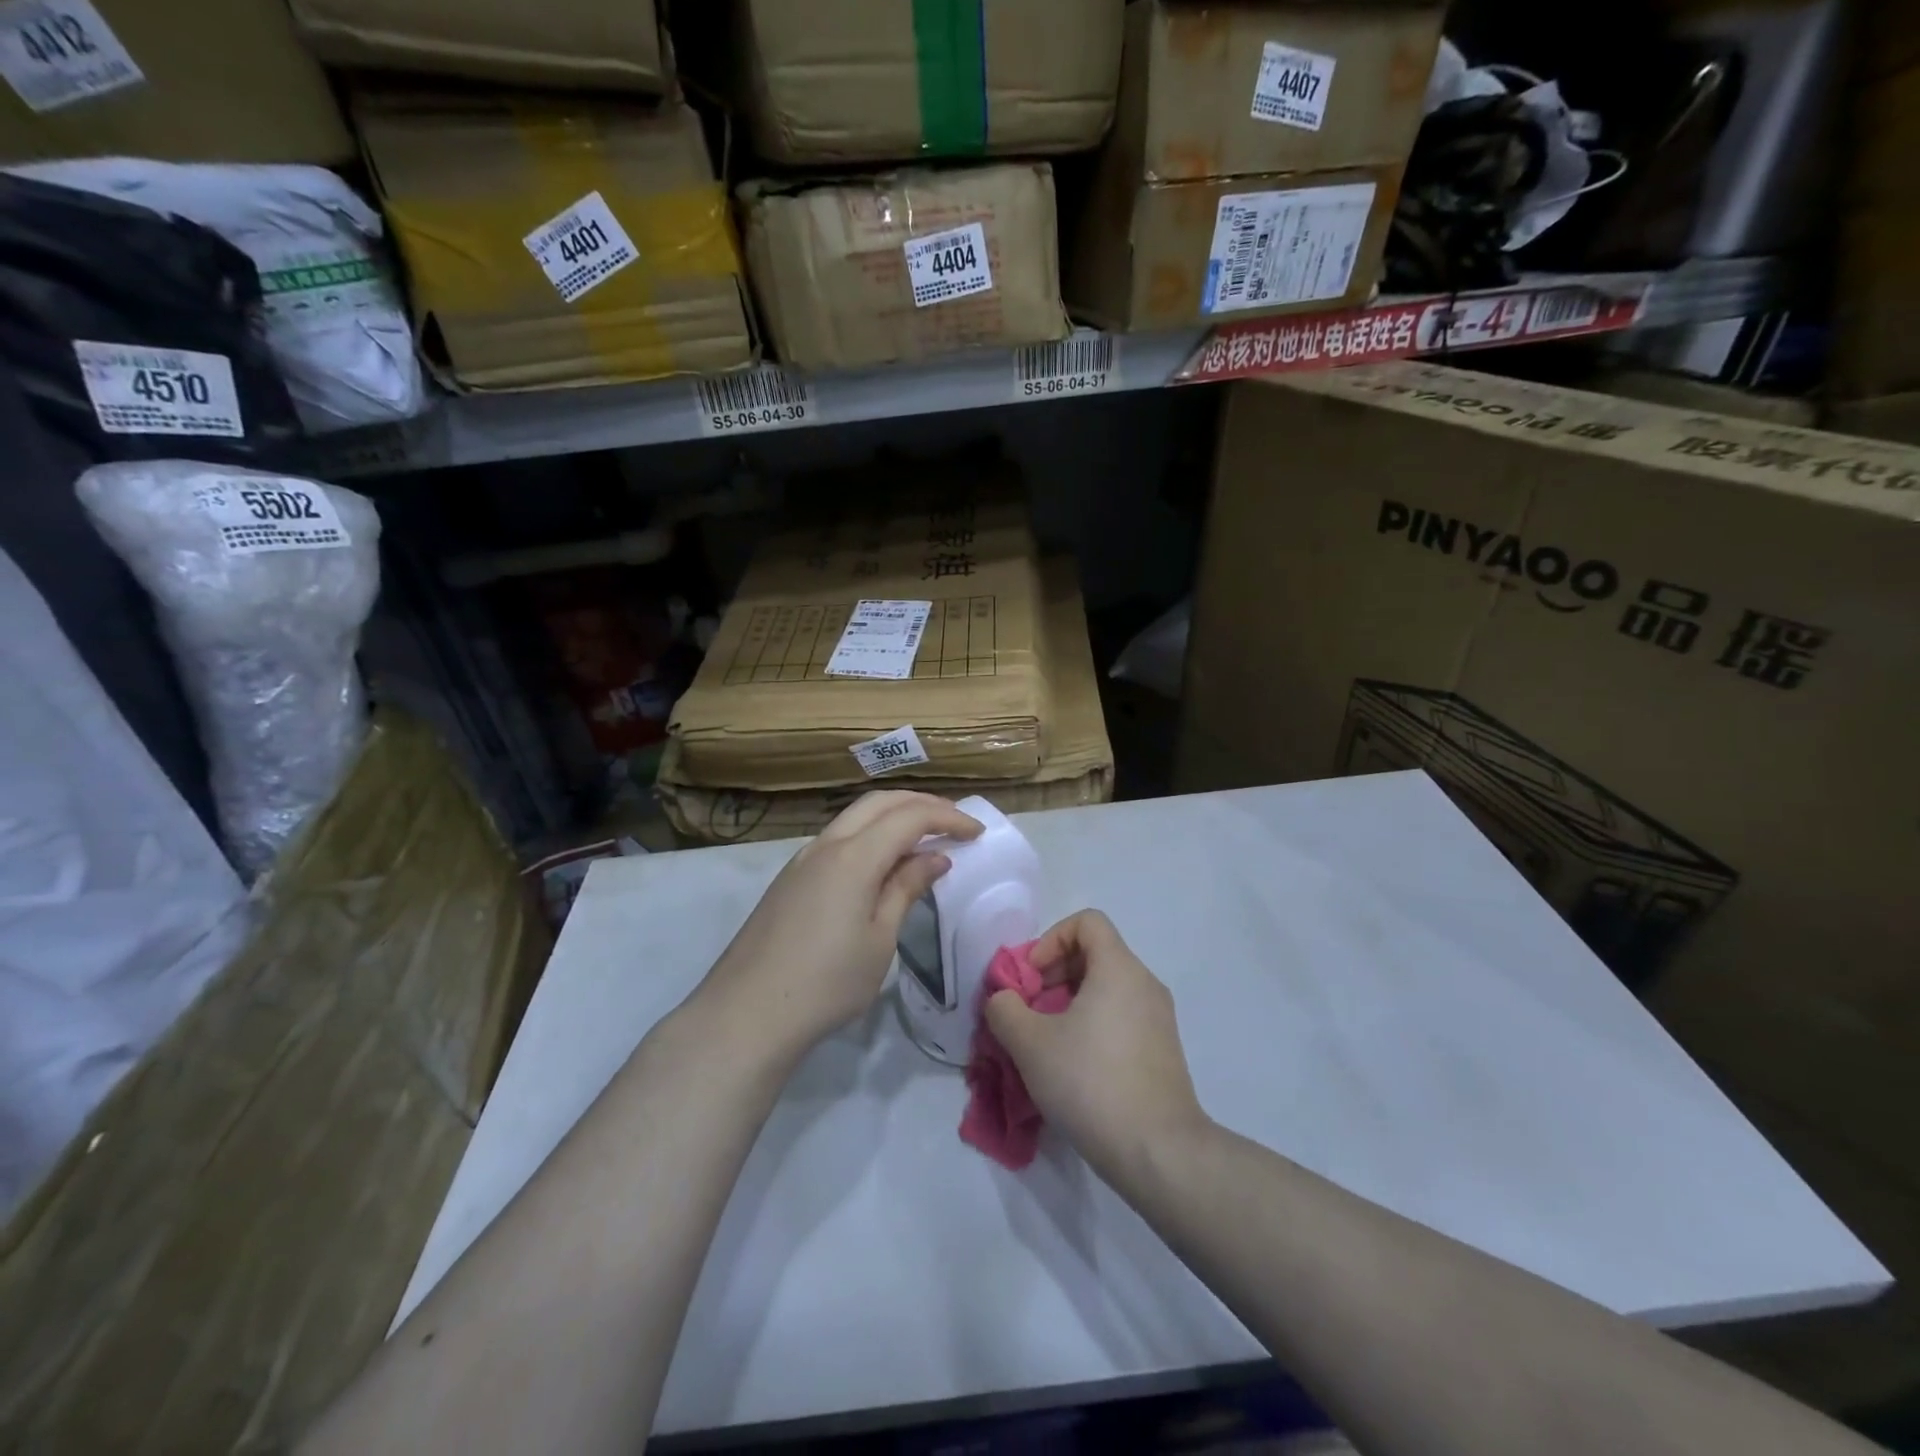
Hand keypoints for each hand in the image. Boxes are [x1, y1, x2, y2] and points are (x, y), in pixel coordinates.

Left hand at [697, 791, 981, 1061]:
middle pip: (880, 802)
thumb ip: (906, 889)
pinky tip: (883, 862)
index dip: (948, 818)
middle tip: (954, 822)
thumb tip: (934, 858)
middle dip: (921, 804)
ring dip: (893, 816)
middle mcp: (826, 844)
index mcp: (854, 856)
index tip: (977, 833)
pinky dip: (870, 834)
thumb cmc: (827, 982)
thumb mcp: (879, 939)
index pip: (910, 817)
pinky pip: (839, 837)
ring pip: (855, 816)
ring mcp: (803, 859)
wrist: (747, 1013)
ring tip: (924, 837)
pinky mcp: (791, 878)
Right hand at [985, 910, 1209, 1178]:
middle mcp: (1145, 983)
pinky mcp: (1163, 1051)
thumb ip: (1005, 1009)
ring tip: (1045, 1043)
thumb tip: (1003, 999)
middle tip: (1029, 1012)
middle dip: (1054, 975)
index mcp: (1119, 968)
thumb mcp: (1030, 1043)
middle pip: (1095, 954)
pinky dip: (1093, 1026)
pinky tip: (1073, 1068)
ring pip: (1107, 989)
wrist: (1158, 1152)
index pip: (1087, 921)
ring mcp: (1159, 1019)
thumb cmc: (1091, 1082)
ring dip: (1070, 1004)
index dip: (1051, 939)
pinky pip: (1121, 1017)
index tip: (1031, 978)